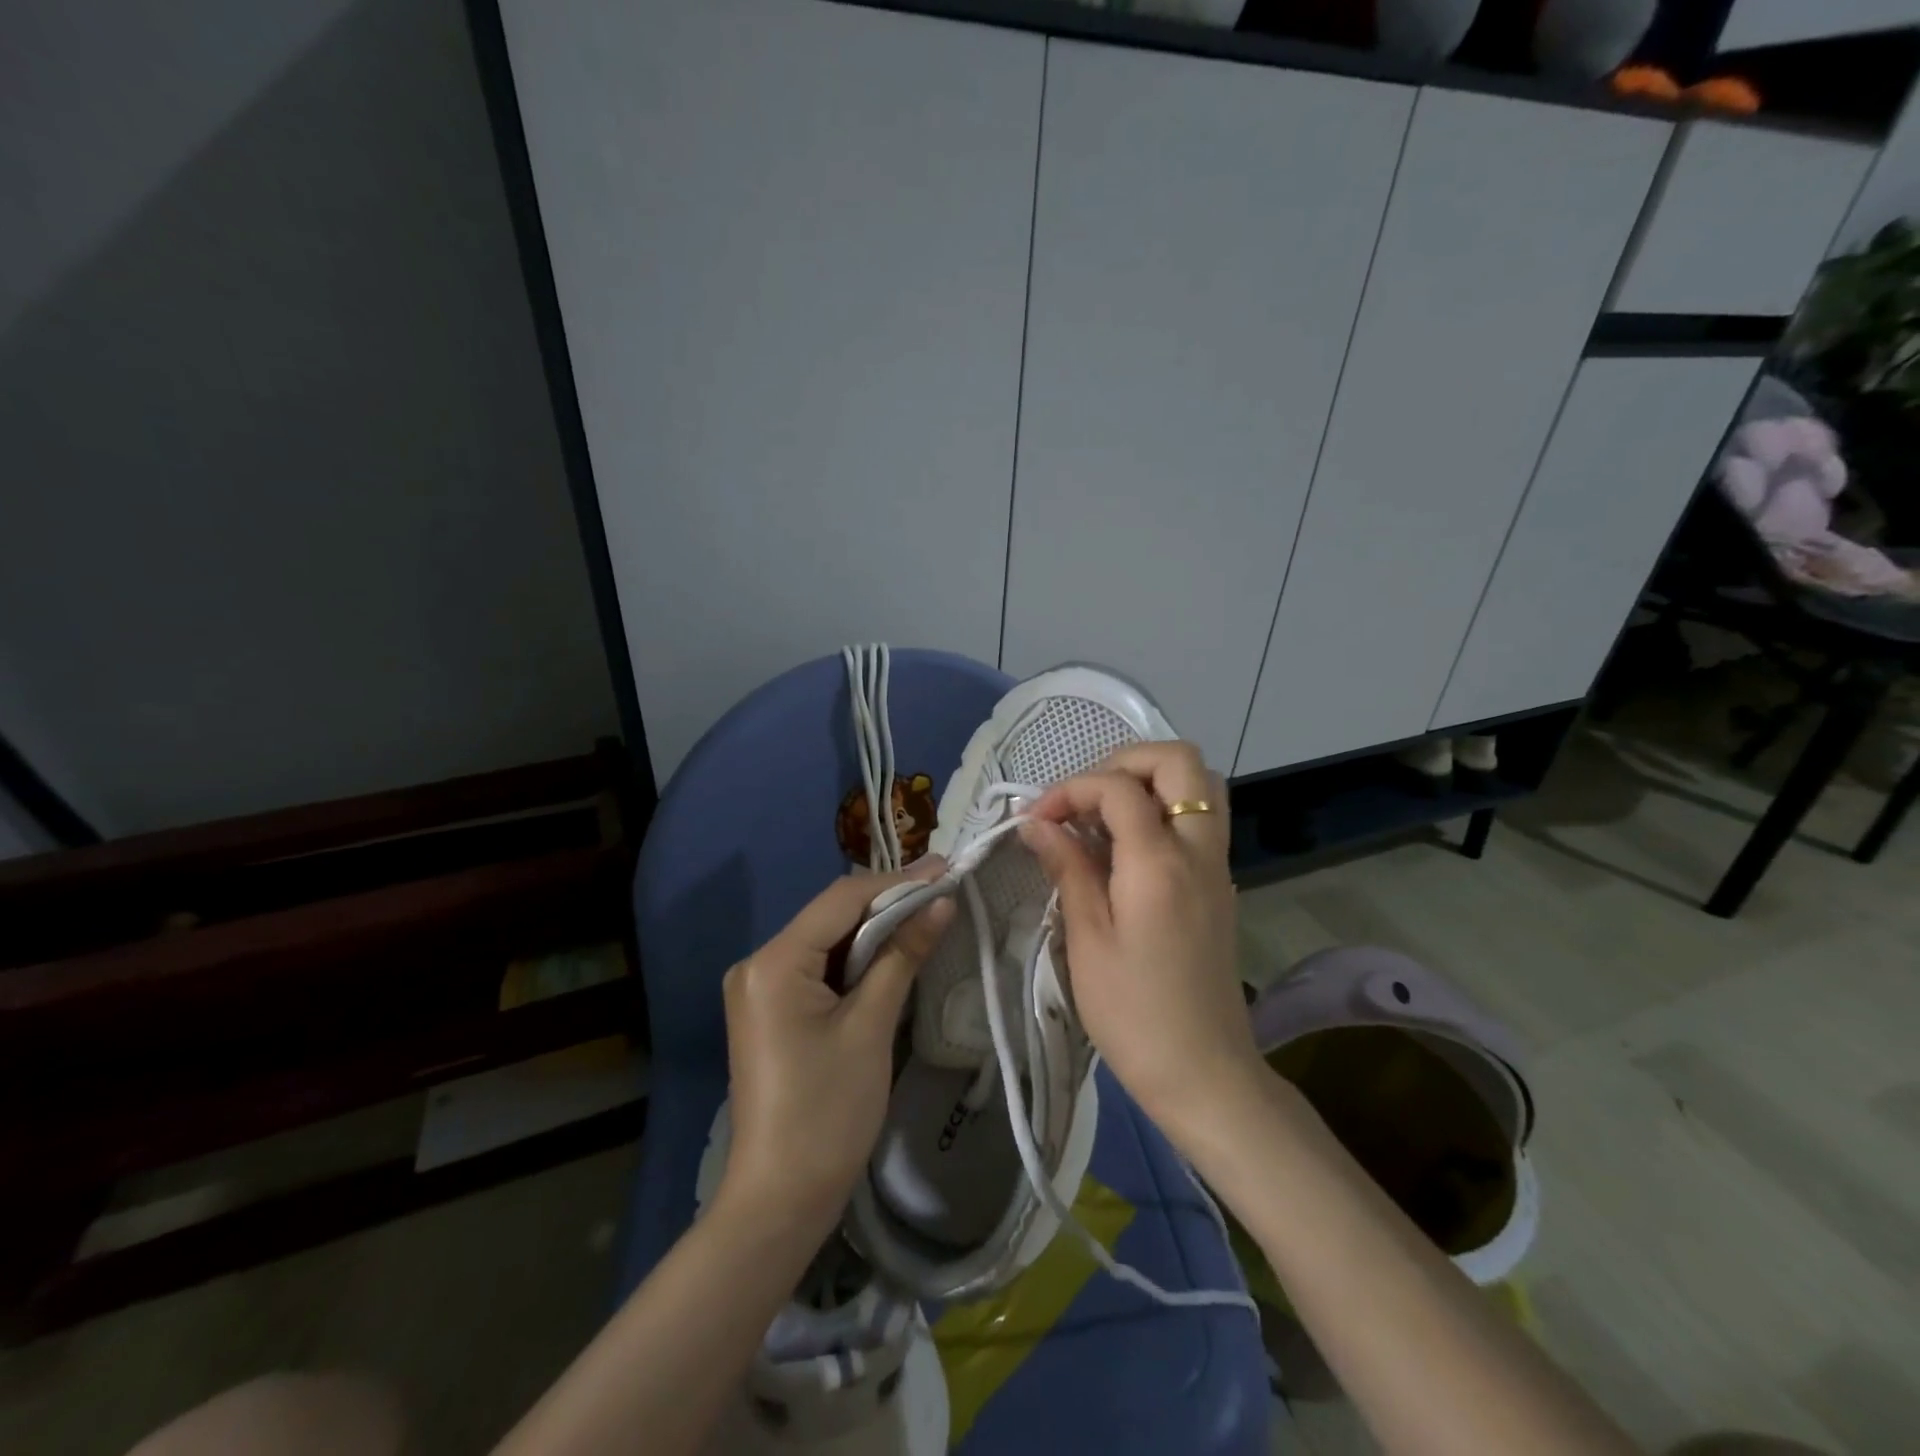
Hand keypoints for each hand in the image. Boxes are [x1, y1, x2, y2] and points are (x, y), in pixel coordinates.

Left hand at [718, 860, 954, 1237]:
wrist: (779, 1201)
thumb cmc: (828, 1112)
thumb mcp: (871, 1026)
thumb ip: (903, 955)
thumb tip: (941, 903)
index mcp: (774, 962)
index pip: (841, 900)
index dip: (896, 882)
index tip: (946, 869)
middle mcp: (758, 963)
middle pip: (831, 916)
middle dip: (888, 903)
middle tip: (943, 891)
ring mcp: (760, 988)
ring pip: (827, 940)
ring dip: (875, 931)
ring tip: (928, 914)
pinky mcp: (770, 1010)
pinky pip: (818, 968)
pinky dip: (856, 960)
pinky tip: (893, 953)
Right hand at [1019, 742, 1260, 1138]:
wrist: (1205, 1073)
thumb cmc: (1134, 1013)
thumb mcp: (1087, 940)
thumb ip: (1067, 868)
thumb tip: (1036, 822)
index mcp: (1159, 862)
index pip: (1118, 788)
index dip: (1070, 789)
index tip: (1037, 820)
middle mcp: (1198, 849)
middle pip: (1180, 761)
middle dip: (1125, 761)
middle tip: (1083, 796)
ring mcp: (1217, 866)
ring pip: (1201, 785)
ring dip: (1150, 782)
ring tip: (1102, 816)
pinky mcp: (1219, 886)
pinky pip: (1200, 820)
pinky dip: (1163, 810)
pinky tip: (1124, 850)